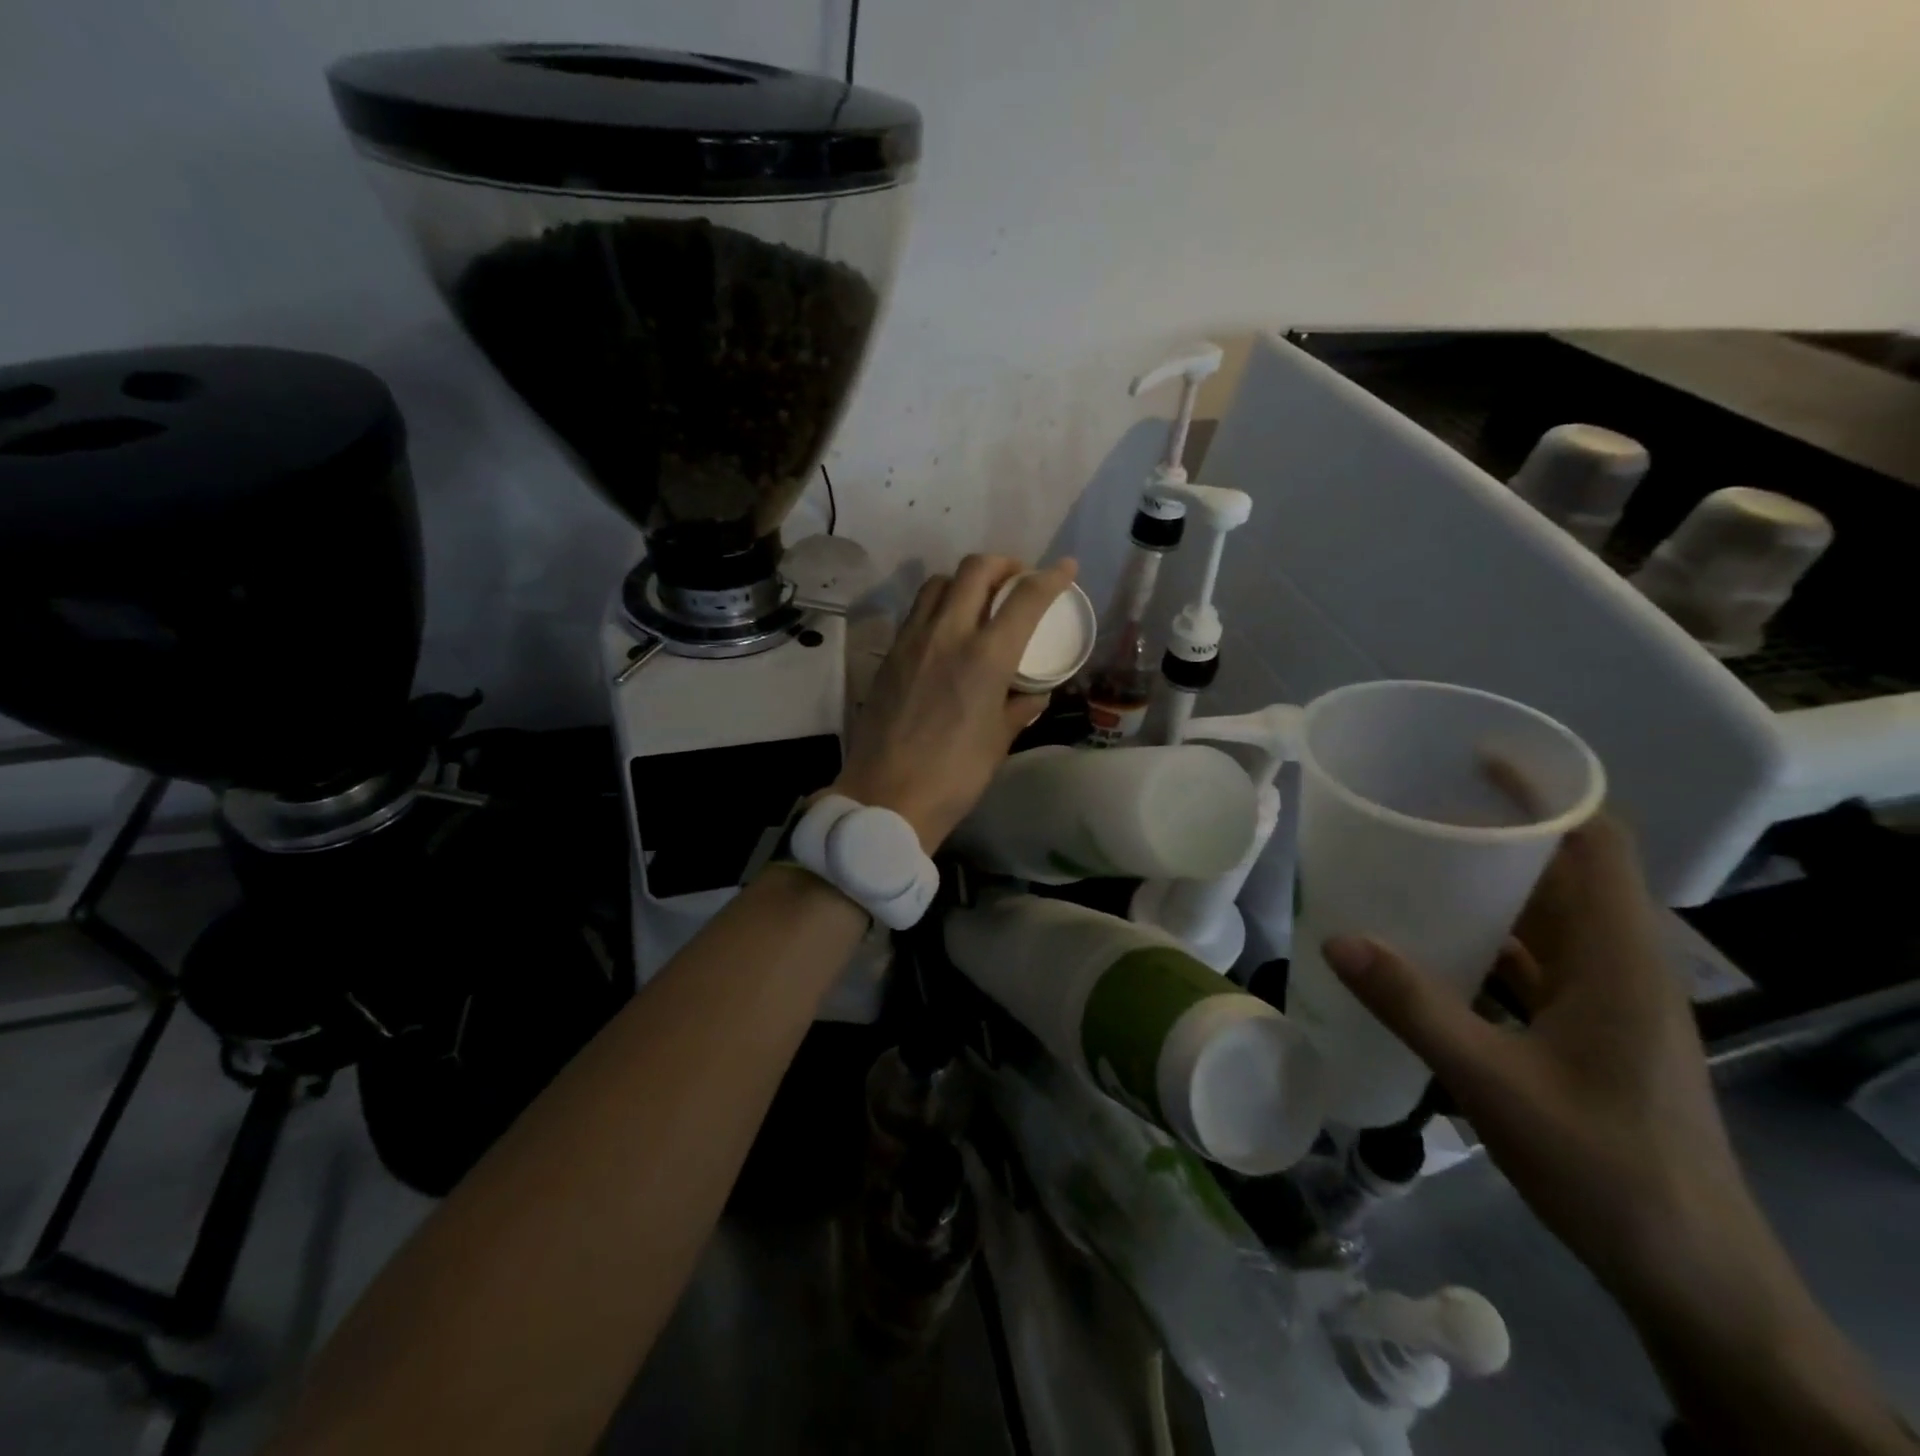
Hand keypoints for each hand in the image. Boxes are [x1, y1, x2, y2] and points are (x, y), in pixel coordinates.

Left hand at [834, 554, 1077, 851]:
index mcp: (985, 657)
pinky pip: (917, 611)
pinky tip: (947, 630)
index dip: (1051, 577)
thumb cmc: (954, 776)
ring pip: (939, 583)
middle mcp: (948, 634)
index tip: (1066, 568)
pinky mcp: (889, 654)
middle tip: (1016, 580)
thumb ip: (1019, 709)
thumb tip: (1035, 693)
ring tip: (979, 600)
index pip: (1024, 598)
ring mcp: (912, 640)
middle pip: (975, 570)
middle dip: (1003, 564)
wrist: (886, 796)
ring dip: (965, 580)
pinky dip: (938, 605)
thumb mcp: (998, 742)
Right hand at [1321, 817, 1754, 1299]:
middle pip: (1565, 873)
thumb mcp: (1496, 1084)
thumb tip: (1337, 938)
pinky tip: (1434, 945)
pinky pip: (1536, 962)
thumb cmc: (1607, 1168)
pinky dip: (1490, 940)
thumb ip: (1414, 1007)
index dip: (1546, 792)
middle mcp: (1620, 967)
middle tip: (1418, 811)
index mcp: (1620, 960)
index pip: (1596, 844)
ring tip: (1415, 866)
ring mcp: (1609, 1002)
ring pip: (1548, 919)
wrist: (1692, 1276)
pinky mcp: (1592, 1032)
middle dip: (1497, 834)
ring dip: (1490, 888)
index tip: (1476, 761)